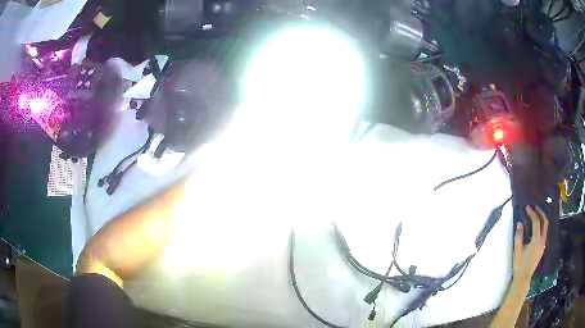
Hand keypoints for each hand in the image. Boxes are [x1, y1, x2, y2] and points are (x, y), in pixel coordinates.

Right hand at [513, 206, 548, 283]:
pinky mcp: (542, 248)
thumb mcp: (517, 251)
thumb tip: (519, 223)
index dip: (532, 213)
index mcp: (536, 240)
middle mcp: (542, 241)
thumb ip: (518, 236)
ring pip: (546, 228)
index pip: (536, 222)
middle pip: (545, 222)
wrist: (523, 278)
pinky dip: (542, 227)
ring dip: (542, 219)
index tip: (527, 208)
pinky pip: (544, 233)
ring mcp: (543, 245)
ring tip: (536, 215)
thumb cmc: (519, 265)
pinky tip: (537, 229)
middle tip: (535, 208)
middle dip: (541, 213)